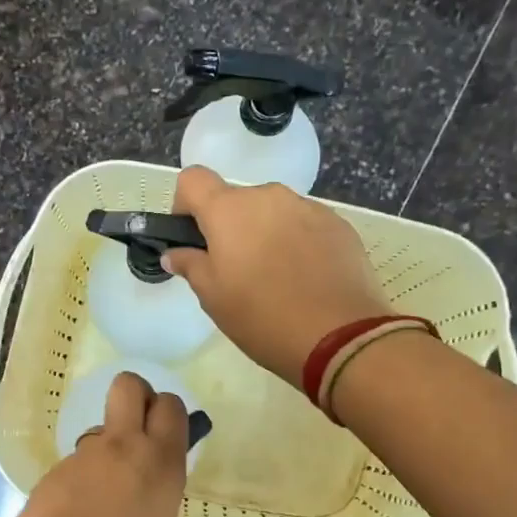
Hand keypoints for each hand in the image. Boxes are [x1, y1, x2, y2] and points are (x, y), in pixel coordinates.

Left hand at [9, 372, 187, 516]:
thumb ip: (155, 495)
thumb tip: (142, 488)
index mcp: (161, 462)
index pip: (170, 407)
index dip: (165, 411)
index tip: (162, 429)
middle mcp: (124, 446)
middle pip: (128, 386)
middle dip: (134, 394)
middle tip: (135, 426)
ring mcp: (84, 455)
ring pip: (98, 432)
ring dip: (102, 452)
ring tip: (98, 499)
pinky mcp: (53, 470)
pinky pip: (74, 465)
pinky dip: (77, 482)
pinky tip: (73, 516)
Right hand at [161, 166, 391, 388]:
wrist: (340, 337)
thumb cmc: (262, 317)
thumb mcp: (213, 298)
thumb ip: (190, 265)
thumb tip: (175, 252)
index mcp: (229, 210)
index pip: (193, 180)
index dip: (185, 205)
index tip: (193, 238)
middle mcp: (269, 196)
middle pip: (236, 200)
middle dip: (230, 227)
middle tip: (236, 271)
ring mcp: (308, 207)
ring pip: (273, 212)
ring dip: (265, 234)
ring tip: (276, 279)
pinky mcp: (338, 225)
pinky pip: (305, 225)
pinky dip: (297, 243)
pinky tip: (306, 279)